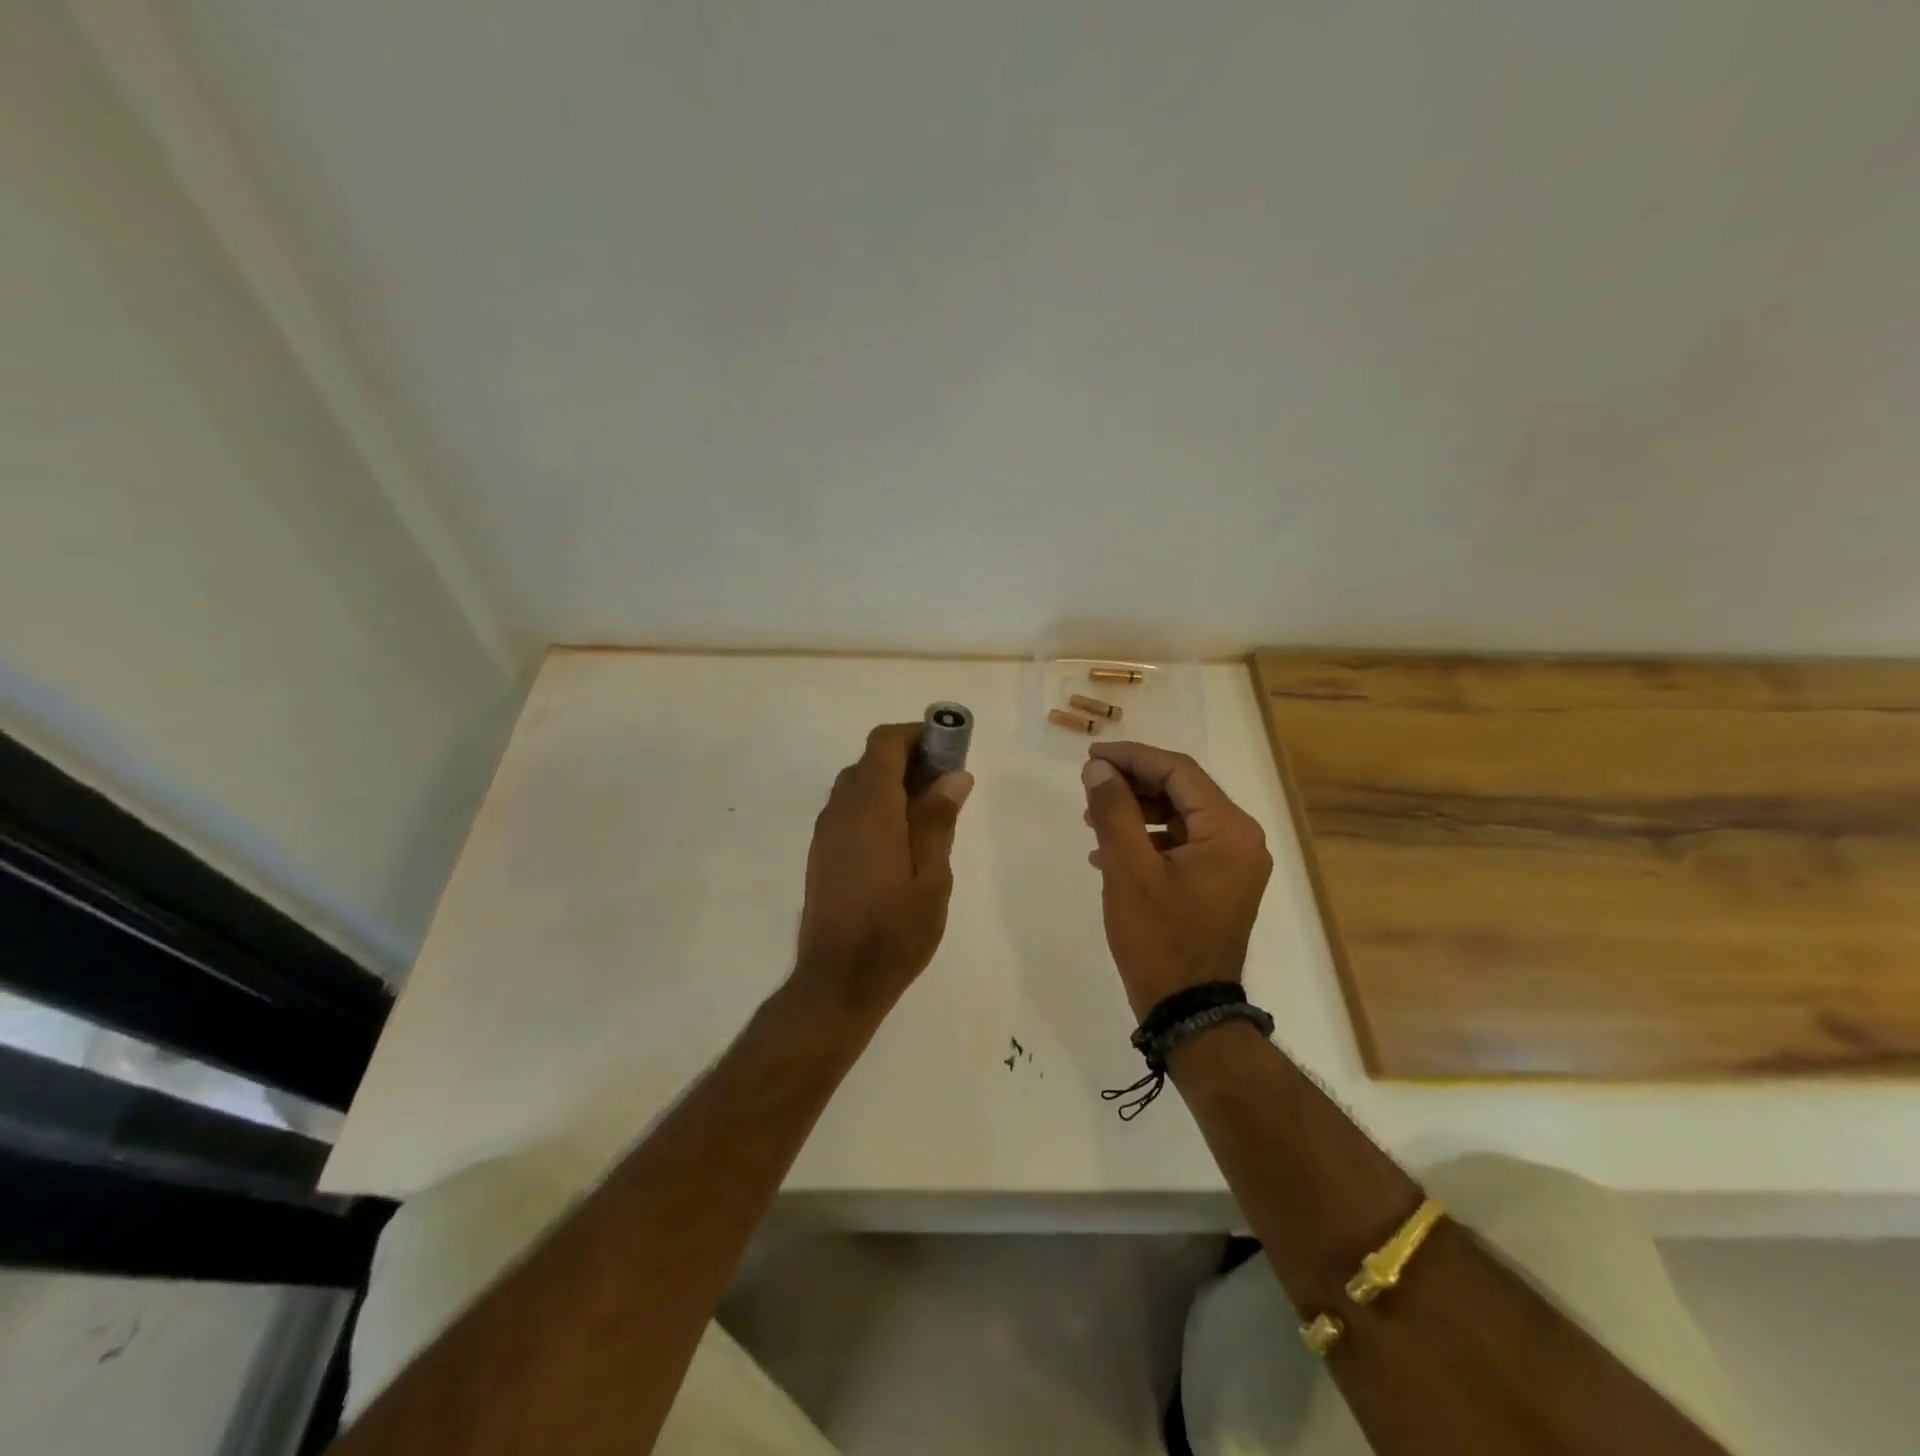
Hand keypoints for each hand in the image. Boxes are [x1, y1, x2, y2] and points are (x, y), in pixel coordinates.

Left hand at [794, 723, 973, 1016]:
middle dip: (908, 759)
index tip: (947, 748)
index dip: (915, 735)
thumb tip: (954, 775)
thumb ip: (938, 820)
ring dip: (890, 783)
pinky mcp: (821, 853)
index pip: (884, 744)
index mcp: (870, 809)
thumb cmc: (895, 931)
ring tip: (927, 814)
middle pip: (870, 761)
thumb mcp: (932, 878)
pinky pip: (848, 810)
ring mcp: (826, 832)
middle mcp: (841, 810)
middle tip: (945, 785)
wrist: (838, 981)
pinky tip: (899, 840)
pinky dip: (874, 806)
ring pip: (857, 785)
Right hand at [1082, 743, 1272, 1020]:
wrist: (1188, 1011)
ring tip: (1091, 819)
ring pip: (1179, 816)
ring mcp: (1232, 863)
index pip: (1179, 771)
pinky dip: (1147, 840)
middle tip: (1089, 784)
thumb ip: (1114, 811)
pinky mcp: (1219, 883)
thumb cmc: (1159, 938)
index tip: (1091, 756)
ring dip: (1136, 811)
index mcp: (1229, 830)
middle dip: (1132, 783)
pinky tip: (1108, 853)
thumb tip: (1098, 768)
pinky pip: (1181, 844)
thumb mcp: (1129, 869)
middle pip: (1182, 790)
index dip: (1132, 757)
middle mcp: (1241, 839)